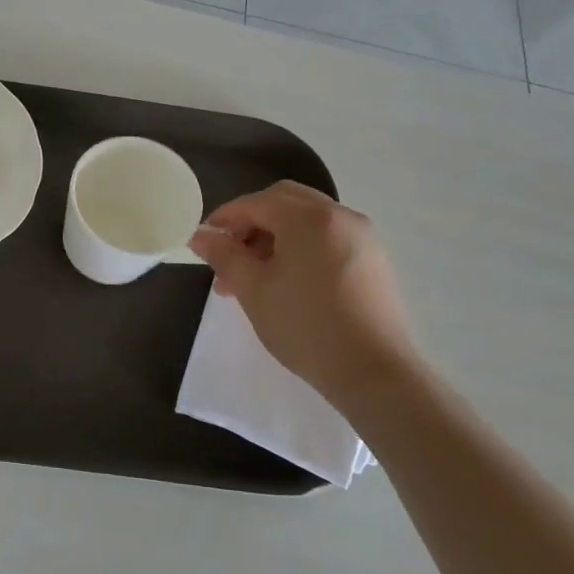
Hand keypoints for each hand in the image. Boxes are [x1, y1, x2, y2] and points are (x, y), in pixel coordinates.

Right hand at [189, 181, 422, 405]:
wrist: (374, 372)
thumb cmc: (305, 326)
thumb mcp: (253, 290)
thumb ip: (223, 255)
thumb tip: (199, 235)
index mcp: (308, 218)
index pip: (255, 203)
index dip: (223, 219)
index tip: (202, 243)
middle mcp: (340, 216)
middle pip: (284, 201)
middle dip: (251, 223)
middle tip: (230, 257)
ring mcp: (362, 237)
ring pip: (306, 220)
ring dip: (274, 237)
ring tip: (253, 278)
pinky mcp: (373, 260)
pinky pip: (327, 238)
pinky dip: (300, 247)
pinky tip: (287, 283)